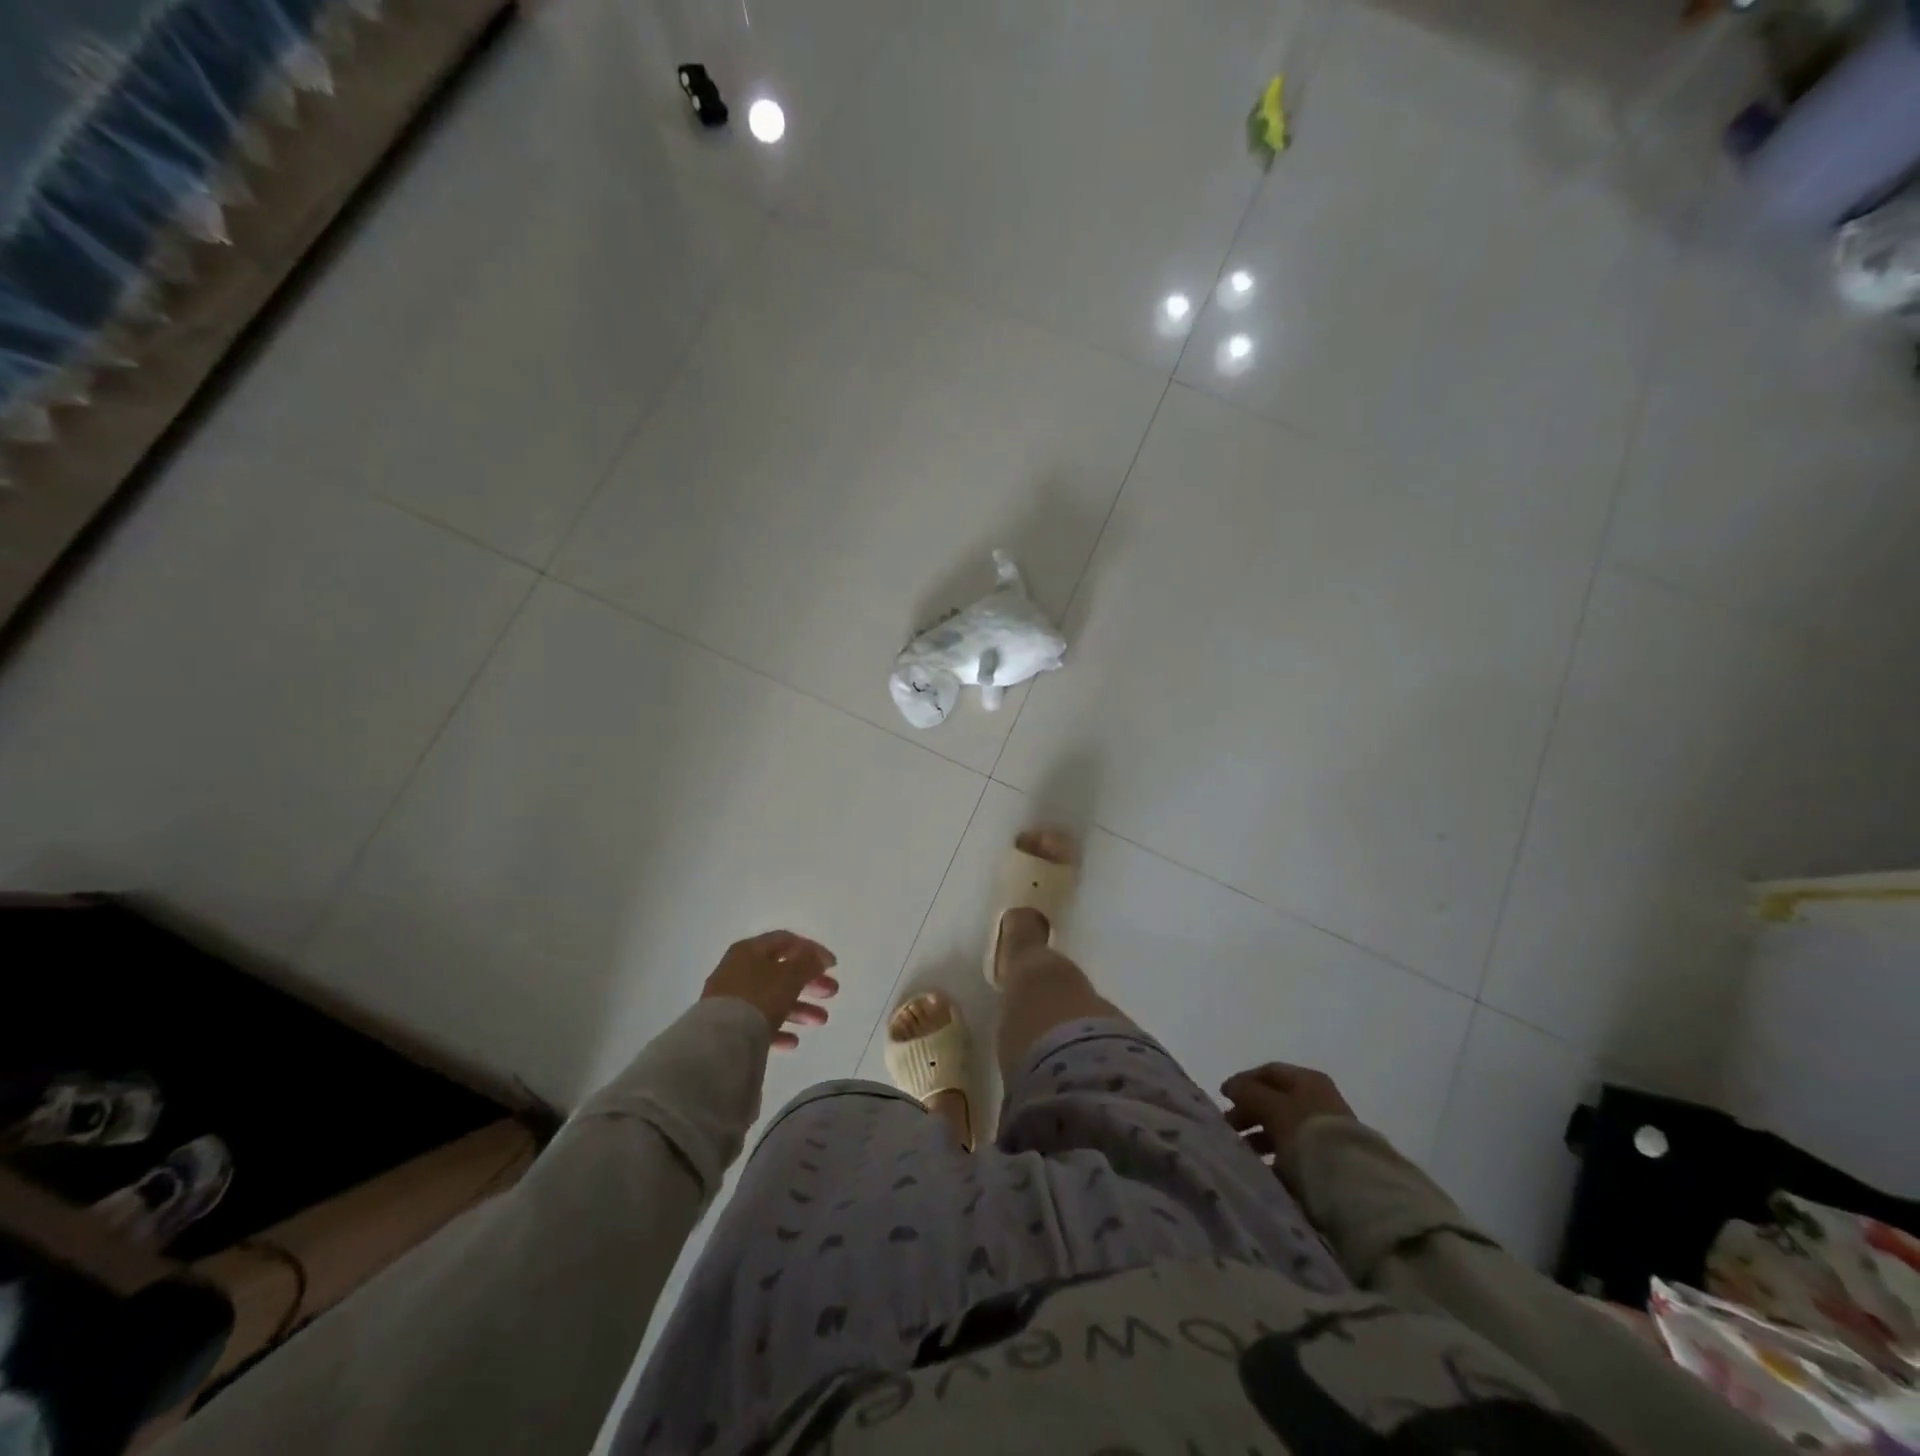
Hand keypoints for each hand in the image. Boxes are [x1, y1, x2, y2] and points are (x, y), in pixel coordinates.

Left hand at [700, 931, 838, 1049]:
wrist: (720, 1041)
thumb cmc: (758, 997)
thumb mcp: (789, 975)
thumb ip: (808, 962)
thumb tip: (818, 956)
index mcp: (750, 950)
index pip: (786, 941)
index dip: (812, 950)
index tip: (833, 965)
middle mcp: (739, 970)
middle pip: (781, 972)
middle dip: (810, 982)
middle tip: (832, 992)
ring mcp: (732, 999)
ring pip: (773, 998)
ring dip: (800, 1008)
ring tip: (821, 1020)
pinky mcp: (729, 1025)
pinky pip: (759, 1023)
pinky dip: (779, 1028)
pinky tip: (793, 1042)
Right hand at [1221, 1062, 1353, 1158]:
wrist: (1352, 1182)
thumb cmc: (1306, 1132)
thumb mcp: (1270, 1106)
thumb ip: (1247, 1092)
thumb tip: (1231, 1087)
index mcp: (1308, 1080)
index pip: (1269, 1072)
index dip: (1243, 1081)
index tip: (1223, 1097)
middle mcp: (1319, 1099)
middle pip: (1275, 1100)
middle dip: (1250, 1112)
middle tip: (1229, 1127)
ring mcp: (1326, 1130)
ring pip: (1284, 1127)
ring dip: (1261, 1136)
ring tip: (1243, 1151)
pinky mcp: (1330, 1159)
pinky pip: (1296, 1151)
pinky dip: (1277, 1156)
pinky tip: (1265, 1168)